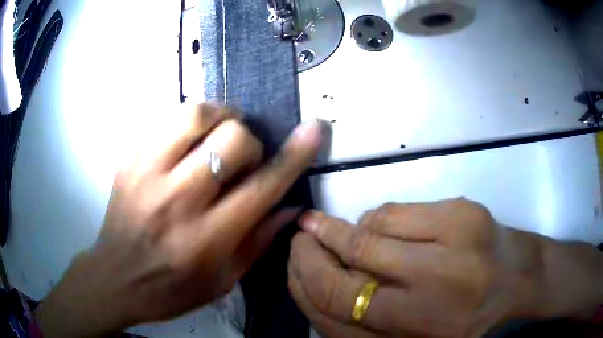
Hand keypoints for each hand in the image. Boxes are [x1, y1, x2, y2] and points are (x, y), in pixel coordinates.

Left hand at [35, 104, 325, 336]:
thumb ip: (259, 241)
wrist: (115, 278)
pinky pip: (167, 119)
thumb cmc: (171, 289)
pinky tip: (187, 144)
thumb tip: (291, 206)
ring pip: (196, 114)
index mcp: (206, 239)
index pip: (262, 186)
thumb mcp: (223, 281)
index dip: (294, 154)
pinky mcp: (128, 159)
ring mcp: (146, 173)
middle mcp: (177, 200)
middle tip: (242, 159)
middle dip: (249, 142)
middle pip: (232, 139)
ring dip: (220, 118)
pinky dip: (189, 125)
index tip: (313, 129)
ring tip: (218, 136)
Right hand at [289, 199, 602, 337]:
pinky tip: (376, 225)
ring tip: (326, 228)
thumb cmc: (465, 312)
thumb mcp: (412, 332)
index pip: (332, 318)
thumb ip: (368, 319)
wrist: (518, 278)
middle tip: (299, 238)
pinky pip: (393, 213)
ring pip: (365, 239)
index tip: (291, 266)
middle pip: (342, 280)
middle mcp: (425, 307)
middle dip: (309, 256)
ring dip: (337, 233)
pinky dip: (373, 218)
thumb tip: (323, 281)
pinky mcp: (462, 217)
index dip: (303, 288)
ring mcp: (448, 257)